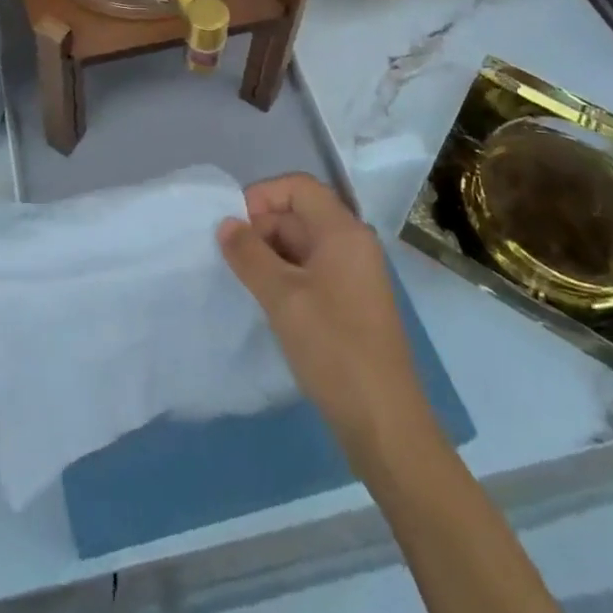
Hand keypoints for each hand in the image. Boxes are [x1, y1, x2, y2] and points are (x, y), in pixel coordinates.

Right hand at [217, 173, 432, 465]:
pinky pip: (311, 271)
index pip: (298, 187)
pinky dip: (285, 277)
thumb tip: (226, 224)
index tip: (234, 226)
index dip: (262, 196)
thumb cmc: (334, 348)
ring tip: (245, 283)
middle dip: (261, 228)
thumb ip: (249, 254)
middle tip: (233, 260)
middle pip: (299, 214)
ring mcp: (354, 276)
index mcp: (343, 232)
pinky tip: (267, 303)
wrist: (385, 424)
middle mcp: (353, 245)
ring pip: (302, 245)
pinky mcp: (351, 304)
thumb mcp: (282, 296)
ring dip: (270, 255)